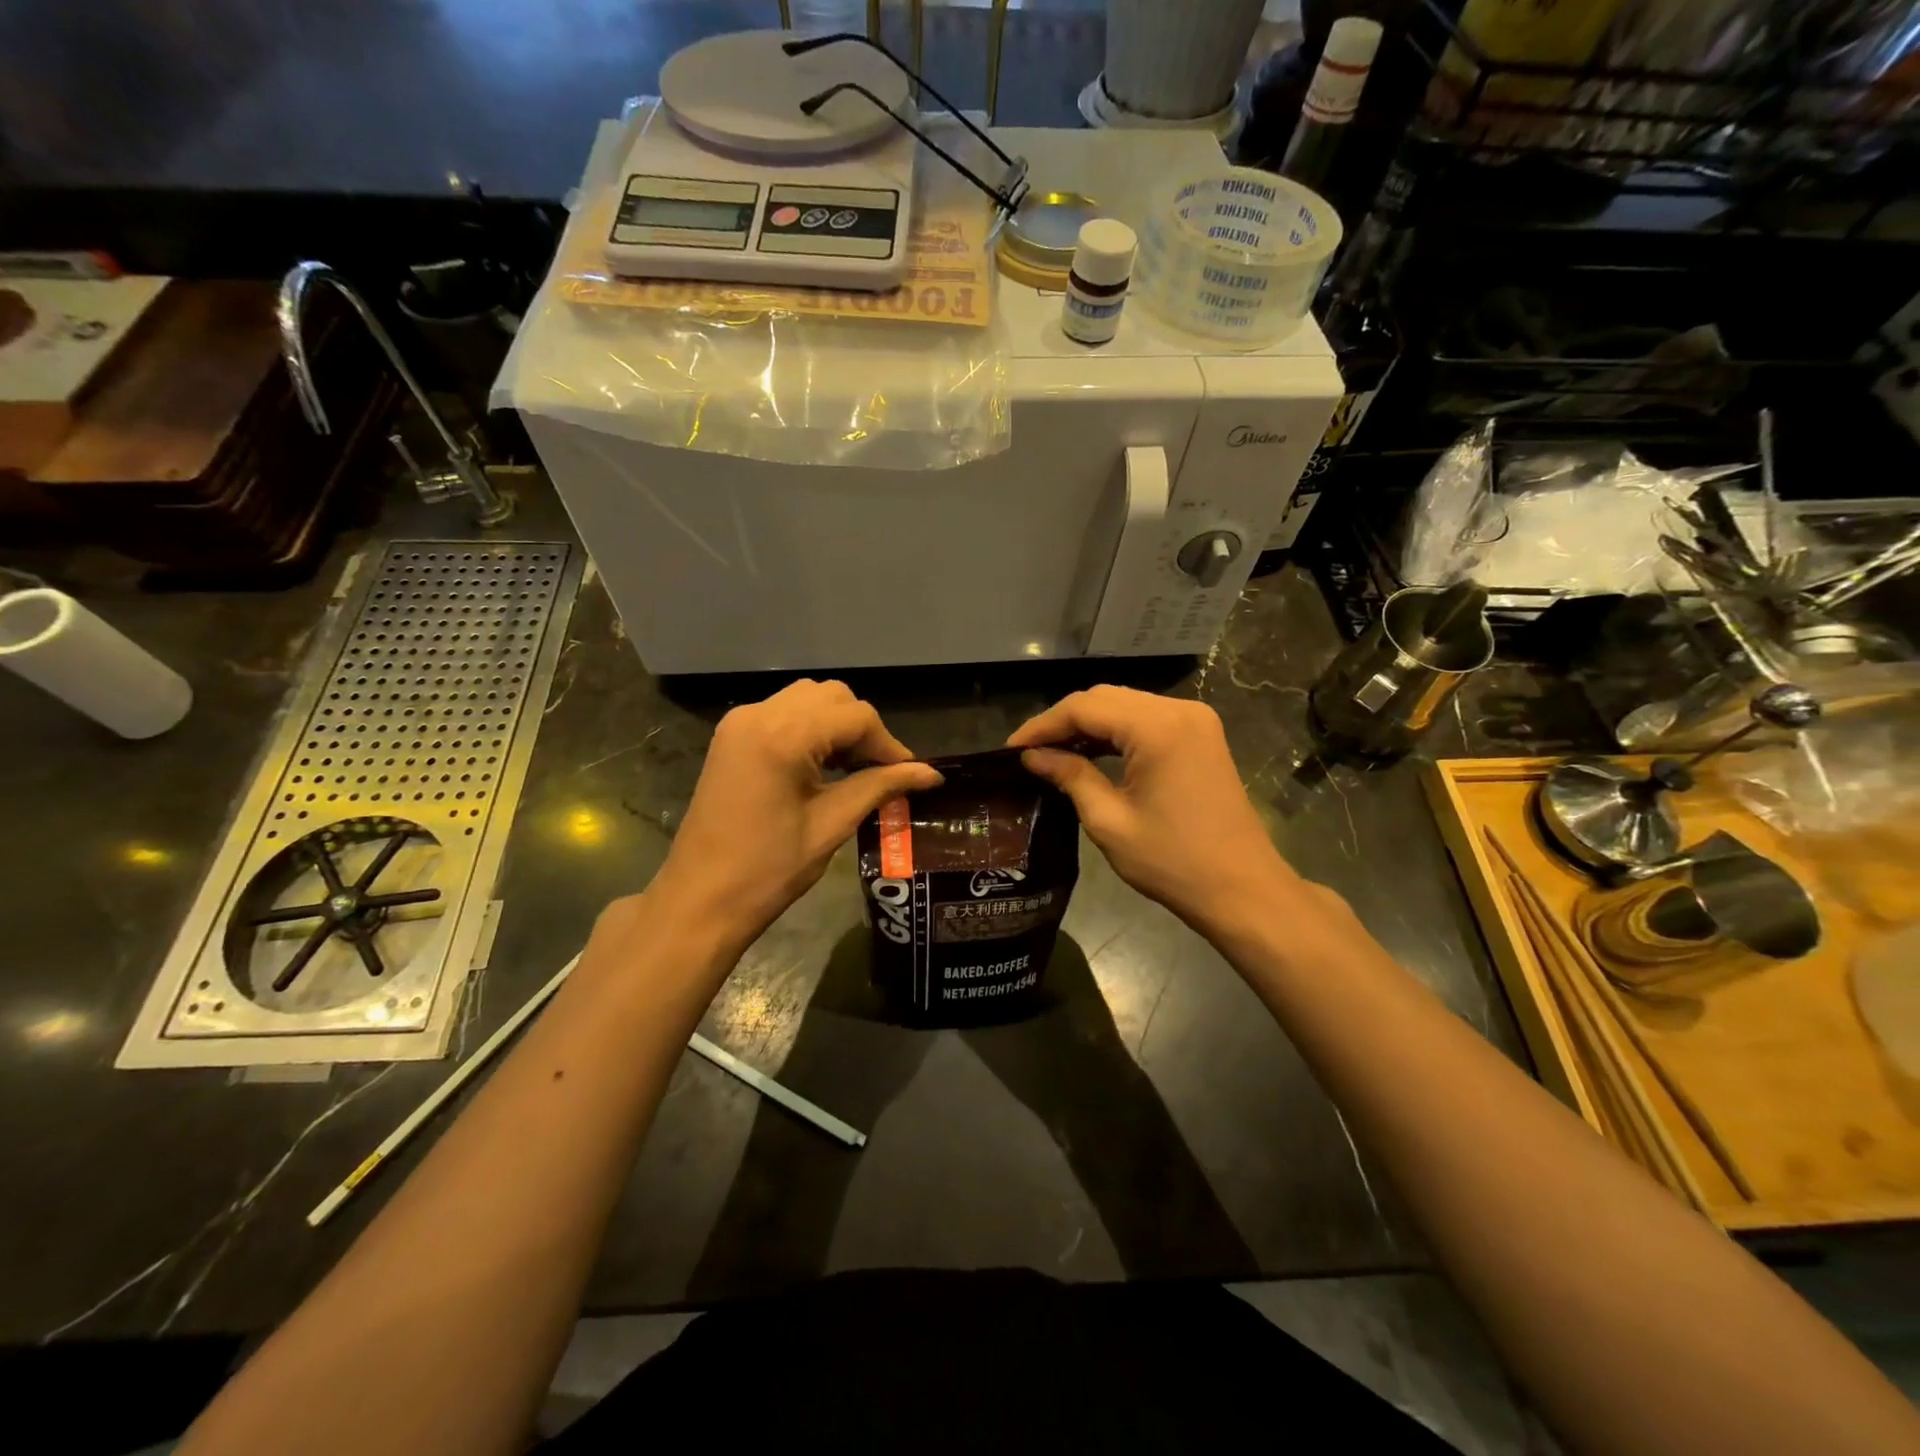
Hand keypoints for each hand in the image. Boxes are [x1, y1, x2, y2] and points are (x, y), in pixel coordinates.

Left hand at [645, 680, 940, 957]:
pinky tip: (822, 765)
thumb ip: (880, 787)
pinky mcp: (732, 736)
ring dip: (837, 725)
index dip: (889, 744)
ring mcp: (740, 722)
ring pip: (808, 699)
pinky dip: (811, 728)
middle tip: (880, 772)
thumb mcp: (832, 825)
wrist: (700, 899)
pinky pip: (784, 713)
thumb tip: (930, 774)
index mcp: (783, 735)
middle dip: (863, 729)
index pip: (856, 716)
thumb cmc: (768, 870)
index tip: (909, 775)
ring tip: (852, 768)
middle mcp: (759, 714)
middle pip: (832, 697)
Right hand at [1008, 686, 1317, 936]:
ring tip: (1052, 753)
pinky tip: (1090, 753)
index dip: (1042, 725)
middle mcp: (1179, 710)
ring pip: (1125, 706)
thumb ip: (1070, 777)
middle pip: (1105, 698)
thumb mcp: (1109, 821)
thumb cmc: (1173, 862)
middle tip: (1029, 752)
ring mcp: (1195, 720)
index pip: (1084, 707)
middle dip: (1063, 721)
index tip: (1011, 750)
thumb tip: (1033, 757)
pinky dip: (1115, 733)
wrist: (1242, 889)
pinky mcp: (1201, 736)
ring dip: (1088, 725)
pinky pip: (1146, 720)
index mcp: (1158, 727)